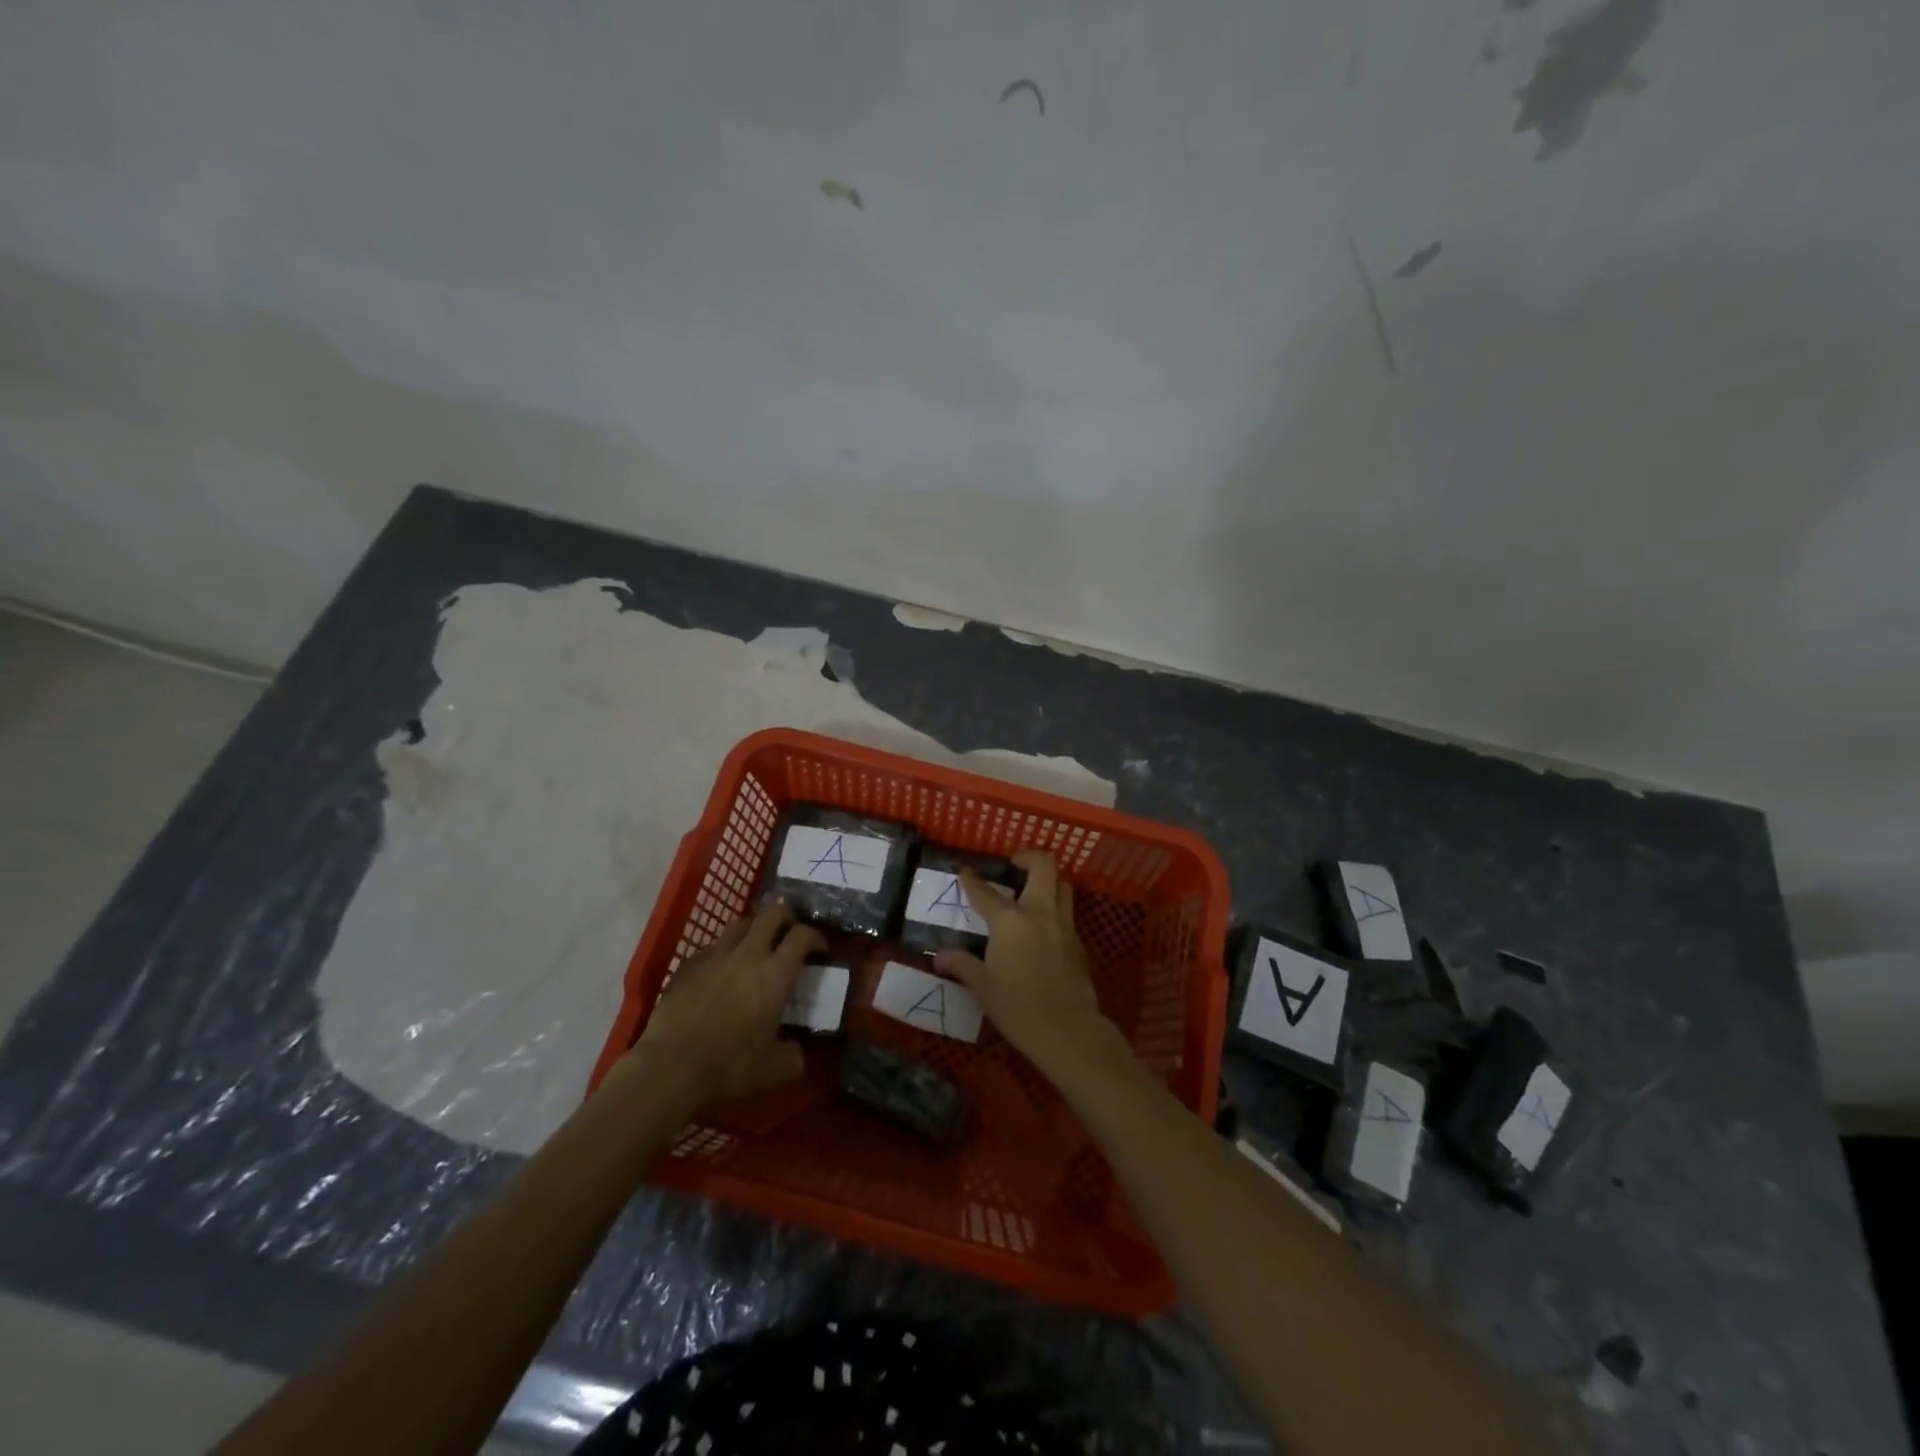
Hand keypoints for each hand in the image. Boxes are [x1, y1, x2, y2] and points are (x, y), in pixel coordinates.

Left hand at [627, 904, 824, 1106]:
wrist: (670, 1067)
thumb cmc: (729, 1065)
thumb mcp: (775, 1069)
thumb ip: (794, 1055)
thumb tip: (799, 1051)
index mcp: (775, 973)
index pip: (803, 935)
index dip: (816, 937)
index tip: (821, 950)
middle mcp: (748, 953)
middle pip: (773, 913)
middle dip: (787, 918)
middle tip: (791, 934)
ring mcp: (715, 955)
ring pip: (741, 923)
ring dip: (755, 928)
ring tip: (757, 945)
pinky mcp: (688, 964)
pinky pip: (713, 945)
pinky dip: (725, 950)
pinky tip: (722, 970)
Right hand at [934, 851, 1114, 1069]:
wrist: (1067, 1030)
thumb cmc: (1017, 1007)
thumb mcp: (983, 987)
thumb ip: (962, 965)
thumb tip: (939, 957)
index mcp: (1009, 921)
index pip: (984, 892)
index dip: (971, 880)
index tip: (964, 871)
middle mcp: (1039, 912)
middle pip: (1043, 865)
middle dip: (1027, 857)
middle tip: (1013, 865)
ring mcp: (1063, 925)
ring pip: (1062, 885)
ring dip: (1047, 881)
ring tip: (1031, 893)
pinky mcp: (1078, 942)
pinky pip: (1067, 913)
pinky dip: (1055, 909)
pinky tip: (1043, 929)